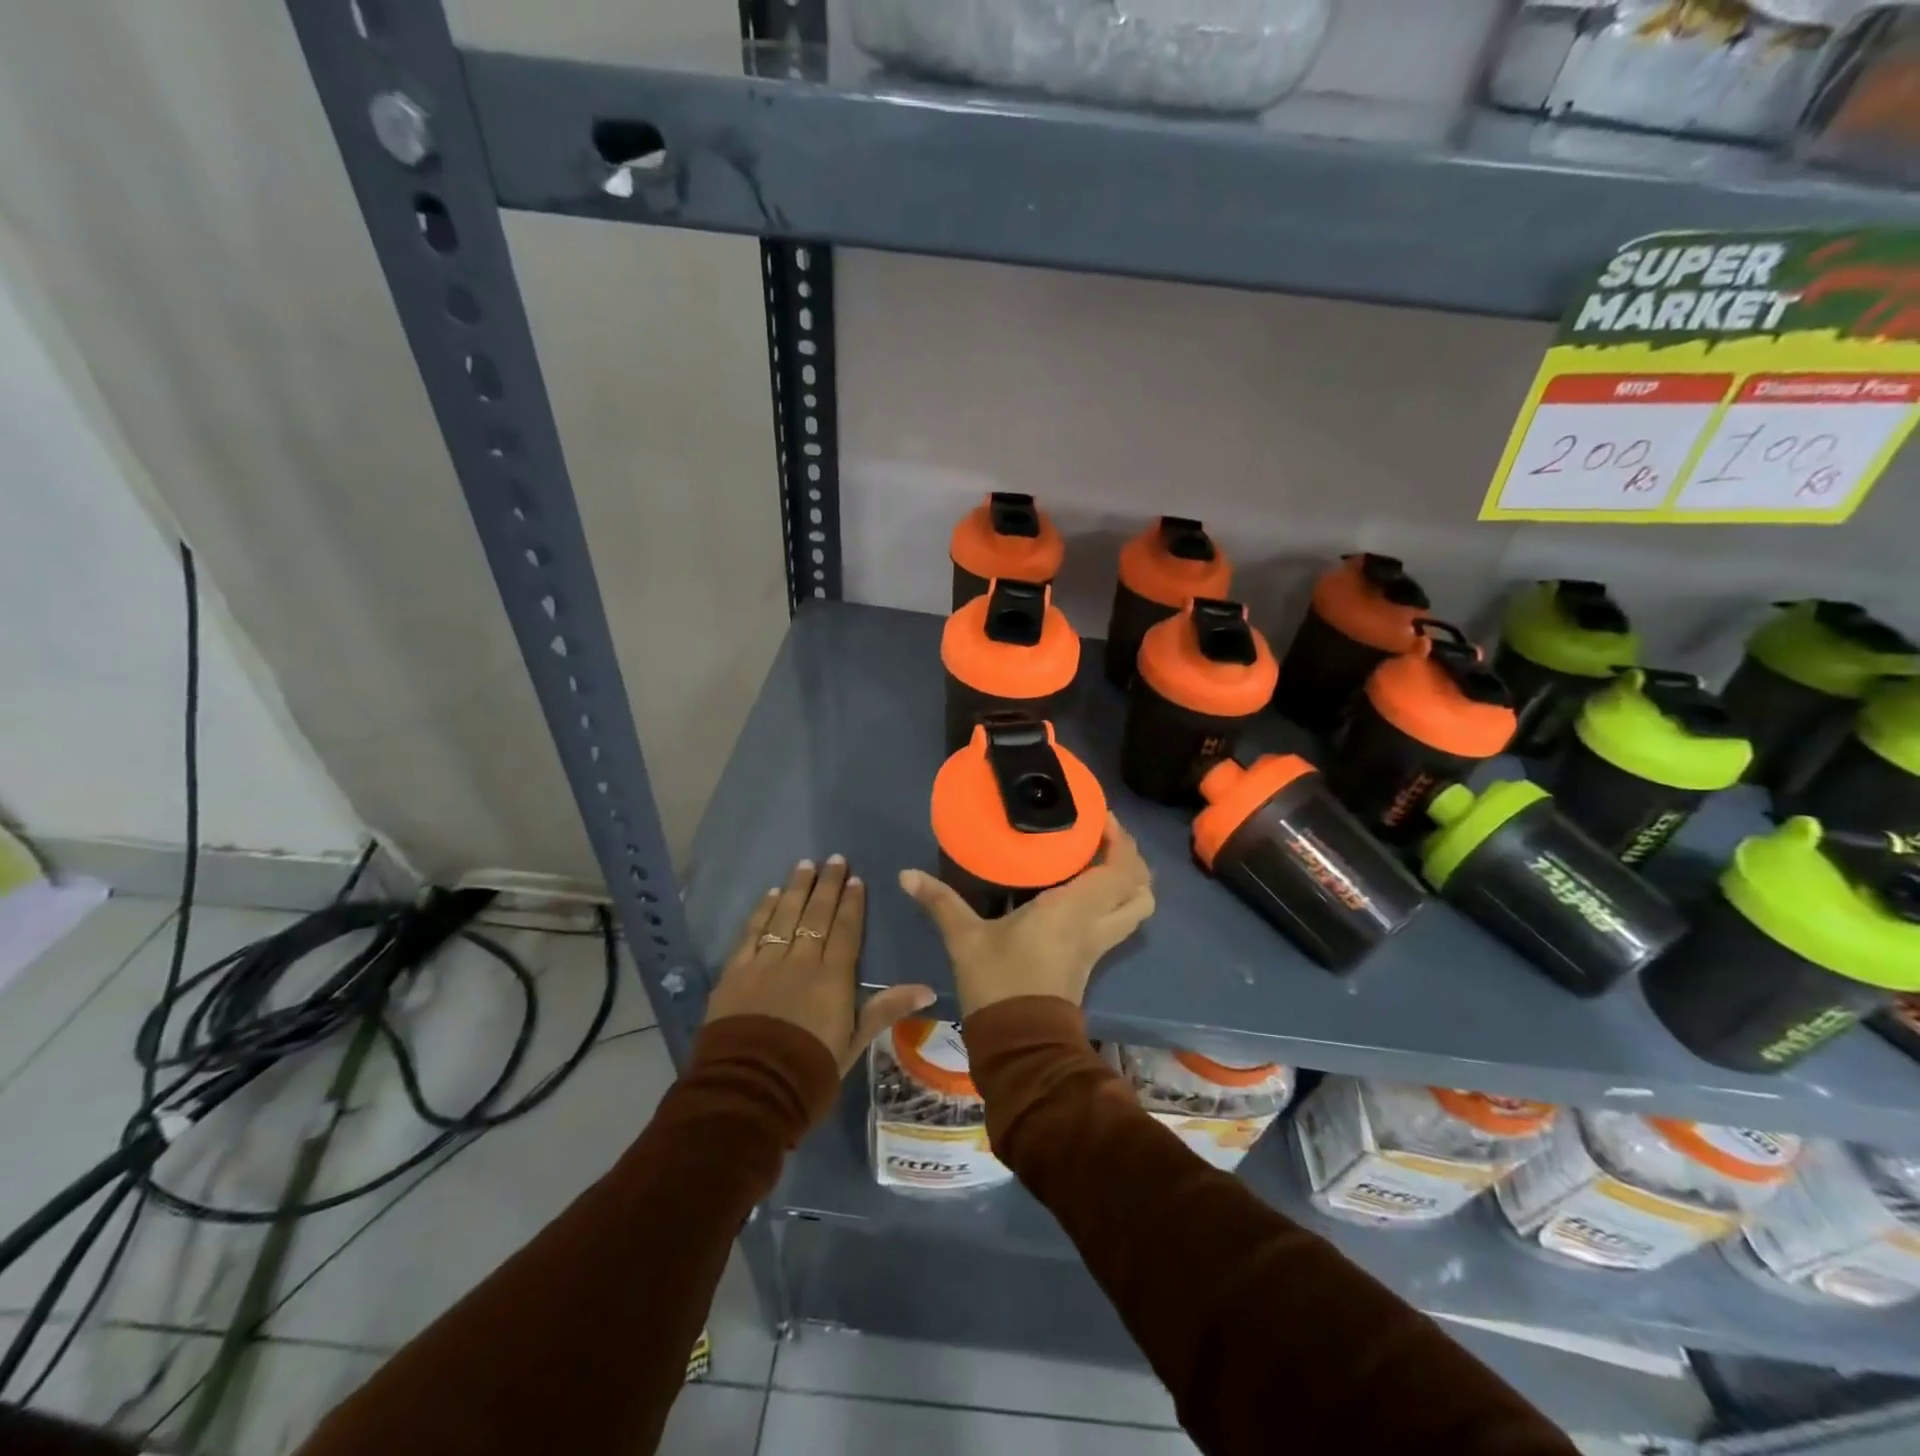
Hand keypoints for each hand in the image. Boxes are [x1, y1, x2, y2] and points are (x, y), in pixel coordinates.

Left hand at [707, 856, 934, 1074]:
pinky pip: (752, 933)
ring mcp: (765, 964)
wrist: (750, 1090)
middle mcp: (800, 961)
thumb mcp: (853, 1044)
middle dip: (826, 885)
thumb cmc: (809, 1071)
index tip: (855, 878)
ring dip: (796, 889)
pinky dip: (763, 912)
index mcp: (832, 978)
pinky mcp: (735, 973)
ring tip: (804, 864)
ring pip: (784, 916)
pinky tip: (771, 895)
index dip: (851, 903)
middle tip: (833, 859)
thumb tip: (928, 989)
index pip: (845, 930)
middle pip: (815, 915)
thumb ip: (886, 1009)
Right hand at [899, 814, 1153, 1015]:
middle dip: (1131, 857)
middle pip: (1141, 887)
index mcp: (1073, 909)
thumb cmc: (998, 982)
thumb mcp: (965, 938)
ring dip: (1131, 881)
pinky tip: (1087, 890)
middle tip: (1104, 836)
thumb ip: (940, 901)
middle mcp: (1096, 923)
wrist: (1019, 1043)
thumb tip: (906, 875)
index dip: (1121, 841)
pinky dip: (1117, 899)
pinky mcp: (1093, 959)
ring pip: (1138, 908)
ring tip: (1103, 860)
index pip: (1119, 869)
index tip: (1102, 818)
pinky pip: (1121, 920)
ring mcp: (1099, 944)